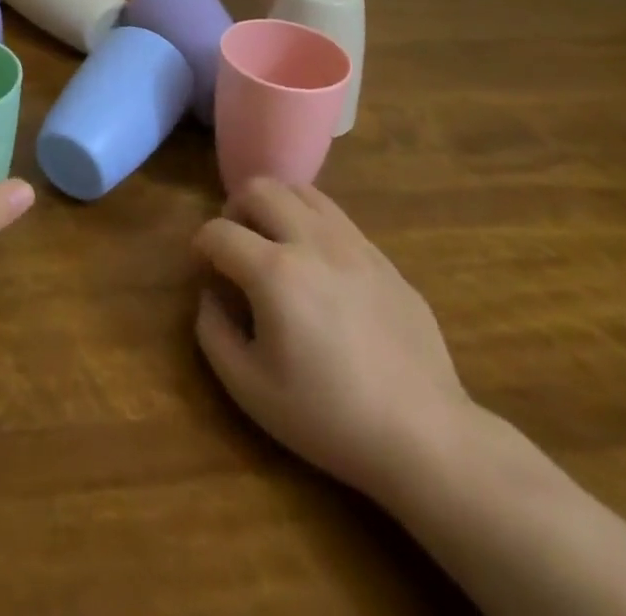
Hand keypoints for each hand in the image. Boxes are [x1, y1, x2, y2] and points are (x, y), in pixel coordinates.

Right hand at [193, 179, 477, 503]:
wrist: (425, 437)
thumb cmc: (329, 418)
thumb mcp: (250, 389)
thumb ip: (213, 333)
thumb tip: (210, 296)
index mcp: (275, 272)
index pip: (218, 232)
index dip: (200, 247)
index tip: (203, 271)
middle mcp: (311, 241)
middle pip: (259, 188)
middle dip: (234, 209)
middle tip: (236, 246)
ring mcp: (353, 244)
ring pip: (300, 190)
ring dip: (275, 206)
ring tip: (274, 242)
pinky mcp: (383, 257)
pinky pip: (335, 216)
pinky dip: (310, 223)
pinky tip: (316, 264)